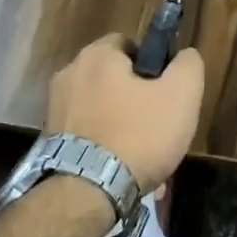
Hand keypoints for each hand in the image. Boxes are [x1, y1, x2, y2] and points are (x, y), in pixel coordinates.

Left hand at [46, 34, 204, 189]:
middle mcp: (69, 74)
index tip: (164, 91)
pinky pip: (86, 134)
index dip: (151, 64)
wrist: (87, 193)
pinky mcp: (49, 140)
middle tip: (157, 125)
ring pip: (101, 109)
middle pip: (112, 78)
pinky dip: (103, 146)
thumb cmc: (139, 134)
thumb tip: (184, 56)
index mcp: (97, 55)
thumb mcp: (182, 95)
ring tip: (142, 156)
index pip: (128, 44)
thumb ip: (188, 65)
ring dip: (121, 125)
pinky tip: (121, 170)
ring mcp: (54, 108)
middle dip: (135, 98)